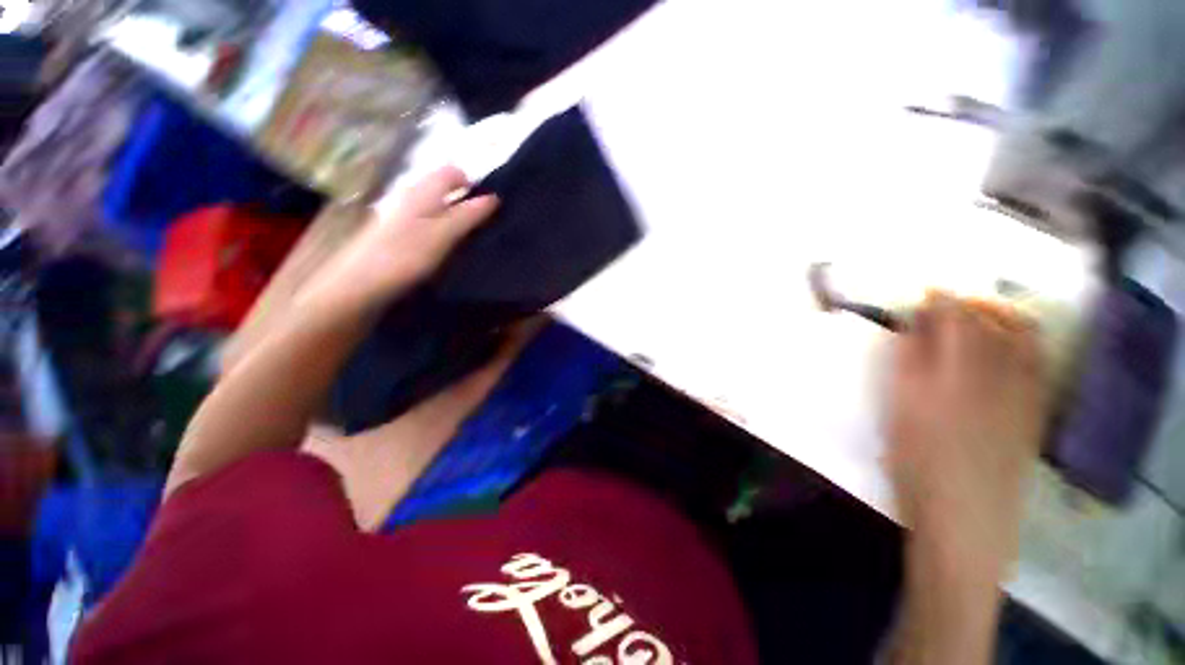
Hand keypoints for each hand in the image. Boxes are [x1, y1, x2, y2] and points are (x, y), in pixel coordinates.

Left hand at [299, 167, 498, 316]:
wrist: (359, 284)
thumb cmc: (405, 255)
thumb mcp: (444, 234)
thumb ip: (468, 215)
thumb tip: (493, 197)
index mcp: (422, 191)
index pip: (452, 172)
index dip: (473, 185)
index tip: (490, 209)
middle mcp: (411, 197)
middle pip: (445, 189)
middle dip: (467, 204)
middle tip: (483, 228)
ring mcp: (402, 216)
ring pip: (437, 207)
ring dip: (456, 220)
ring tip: (469, 242)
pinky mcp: (398, 234)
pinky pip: (428, 224)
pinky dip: (443, 232)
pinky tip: (447, 251)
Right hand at [886, 293, 1047, 571]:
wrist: (965, 515)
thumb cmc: (917, 460)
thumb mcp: (900, 407)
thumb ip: (908, 360)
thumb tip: (916, 324)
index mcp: (957, 371)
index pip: (956, 317)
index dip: (941, 299)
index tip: (926, 293)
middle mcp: (999, 373)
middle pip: (993, 321)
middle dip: (972, 304)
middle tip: (949, 304)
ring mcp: (1025, 392)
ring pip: (1024, 337)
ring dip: (1002, 318)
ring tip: (980, 319)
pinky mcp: (1036, 410)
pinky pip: (1037, 362)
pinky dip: (1024, 343)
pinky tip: (1006, 349)